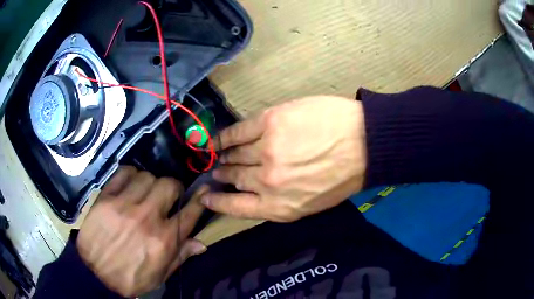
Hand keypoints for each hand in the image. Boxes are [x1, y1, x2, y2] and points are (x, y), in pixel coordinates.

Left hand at [77, 166, 207, 296]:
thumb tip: (201, 243)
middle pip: (169, 185)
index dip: (199, 199)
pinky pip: (123, 173)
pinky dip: (130, 175)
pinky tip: (130, 184)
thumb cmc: (131, 278)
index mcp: (163, 240)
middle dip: (173, 188)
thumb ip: (180, 256)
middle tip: (167, 195)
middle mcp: (146, 218)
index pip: (189, 212)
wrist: (95, 275)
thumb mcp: (160, 275)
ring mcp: (124, 205)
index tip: (203, 191)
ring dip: (150, 183)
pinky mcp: (105, 198)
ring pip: (147, 176)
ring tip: (145, 192)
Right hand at [201, 96, 365, 221]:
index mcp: (279, 206)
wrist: (366, 144)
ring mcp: (266, 151)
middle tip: (218, 171)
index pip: (235, 208)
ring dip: (224, 156)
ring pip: (234, 154)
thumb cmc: (344, 176)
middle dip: (223, 176)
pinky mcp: (269, 123)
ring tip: (219, 154)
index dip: (217, 203)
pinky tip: (218, 138)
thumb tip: (257, 191)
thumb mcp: (313, 203)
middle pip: (234, 178)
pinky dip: (225, 136)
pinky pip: (238, 131)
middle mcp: (267, 182)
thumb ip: (282, 201)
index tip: (206, 198)